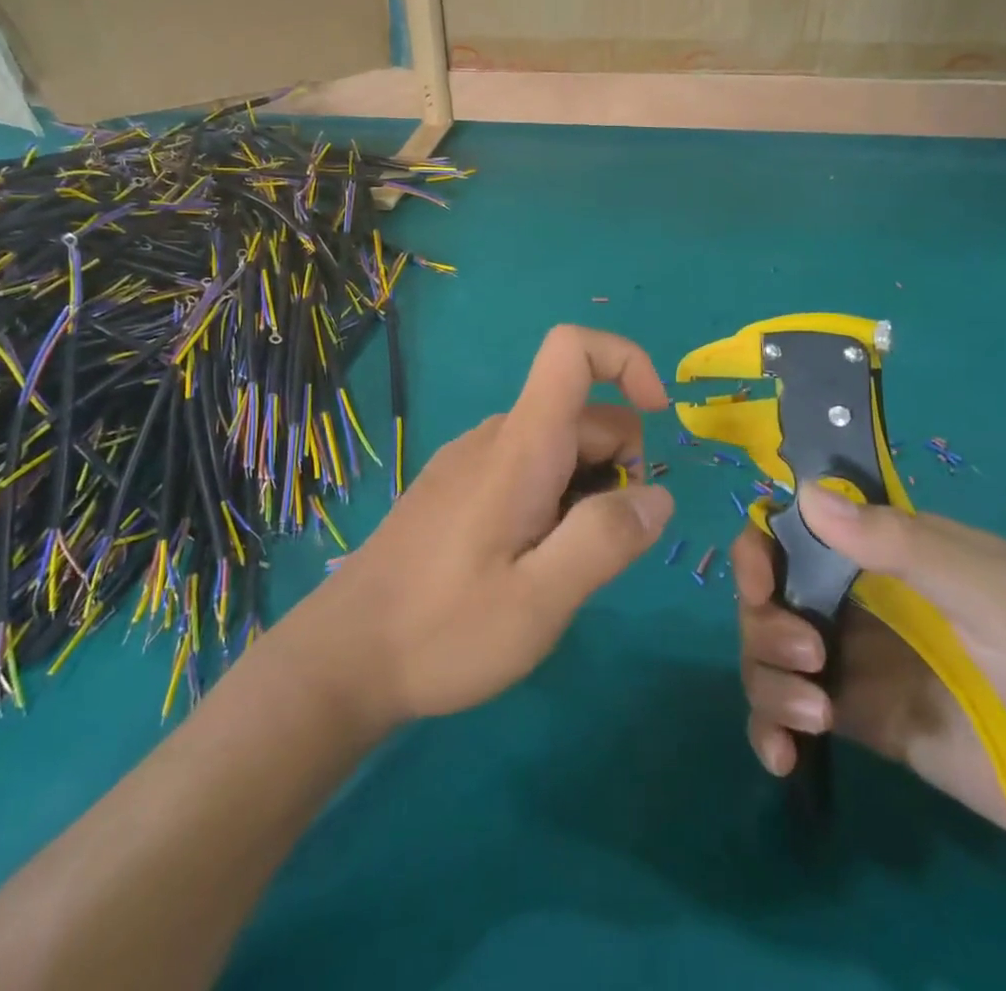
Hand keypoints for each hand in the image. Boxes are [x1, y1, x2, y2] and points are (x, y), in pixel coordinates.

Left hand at [295, 325, 674, 729]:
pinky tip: (525, 562)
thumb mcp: (539, 602)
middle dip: (618, 466)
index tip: (660, 419)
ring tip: (557, 568)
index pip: (571, 350)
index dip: (625, 361)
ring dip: (585, 490)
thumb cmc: (442, 630)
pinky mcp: (456, 485)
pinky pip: (527, 467)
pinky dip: (553, 498)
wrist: (344, 656)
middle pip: (582, 414)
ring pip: (558, 446)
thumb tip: (658, 496)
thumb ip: (605, 540)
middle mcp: (493, 437)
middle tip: (597, 550)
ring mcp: (470, 459)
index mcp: (518, 447)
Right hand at [735, 487, 1005, 874]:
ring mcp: (861, 664)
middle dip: (764, 620)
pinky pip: (794, 715)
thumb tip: (805, 493)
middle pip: (772, 593)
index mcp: (890, 553)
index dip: (764, 546)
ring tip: (813, 718)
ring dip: (767, 678)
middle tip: (805, 657)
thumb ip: (900, 543)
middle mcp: (862, 600)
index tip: (760, 579)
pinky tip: (781, 755)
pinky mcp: (867, 725)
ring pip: (772, 653)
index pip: (800, 529)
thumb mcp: (994, 592)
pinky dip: (771, 728)